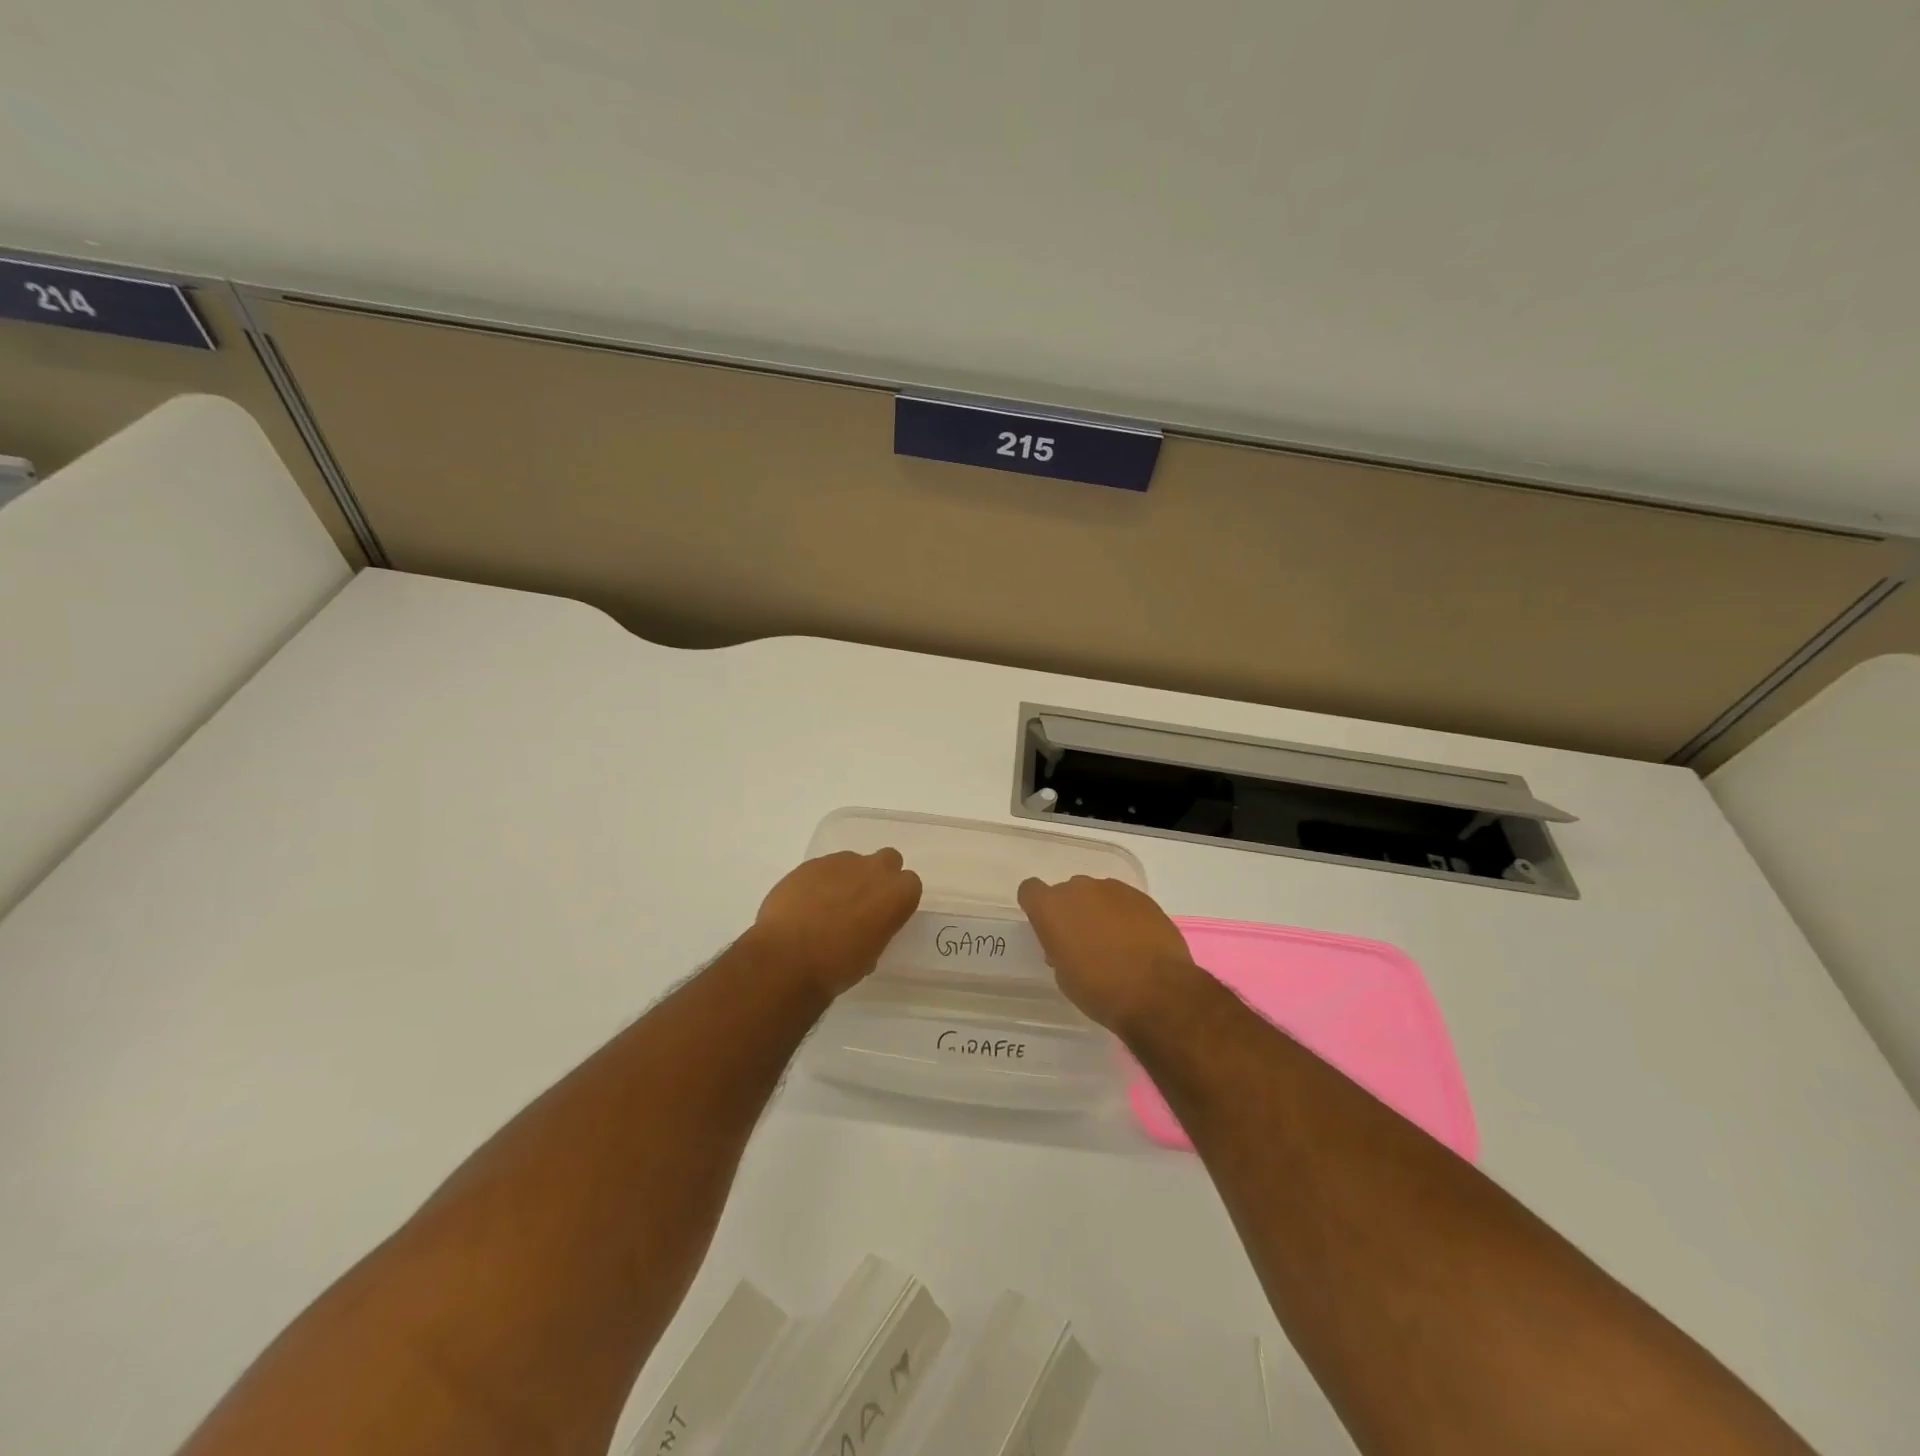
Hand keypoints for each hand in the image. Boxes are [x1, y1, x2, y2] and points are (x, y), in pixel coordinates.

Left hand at [749, 849, 922, 999]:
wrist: (787, 959)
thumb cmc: (837, 967)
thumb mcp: (870, 956)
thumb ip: (876, 931)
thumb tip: (863, 931)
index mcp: (897, 895)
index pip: (910, 885)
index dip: (896, 900)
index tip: (884, 916)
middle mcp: (874, 870)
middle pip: (887, 860)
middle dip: (877, 877)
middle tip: (860, 904)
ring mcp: (841, 862)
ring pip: (852, 863)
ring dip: (846, 880)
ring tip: (825, 908)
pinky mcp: (810, 864)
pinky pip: (823, 869)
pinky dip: (818, 883)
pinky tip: (804, 906)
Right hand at [1017, 875, 1199, 1033]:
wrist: (1157, 993)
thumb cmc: (1100, 991)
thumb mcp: (1065, 977)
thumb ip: (1059, 950)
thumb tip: (1069, 944)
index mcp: (1052, 908)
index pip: (1030, 891)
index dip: (1037, 907)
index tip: (1047, 928)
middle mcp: (1079, 889)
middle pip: (1067, 892)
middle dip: (1071, 911)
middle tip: (1083, 941)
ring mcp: (1113, 889)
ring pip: (1097, 894)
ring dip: (1099, 912)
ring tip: (1114, 943)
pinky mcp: (1142, 897)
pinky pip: (1123, 901)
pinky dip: (1125, 916)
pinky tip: (1136, 942)